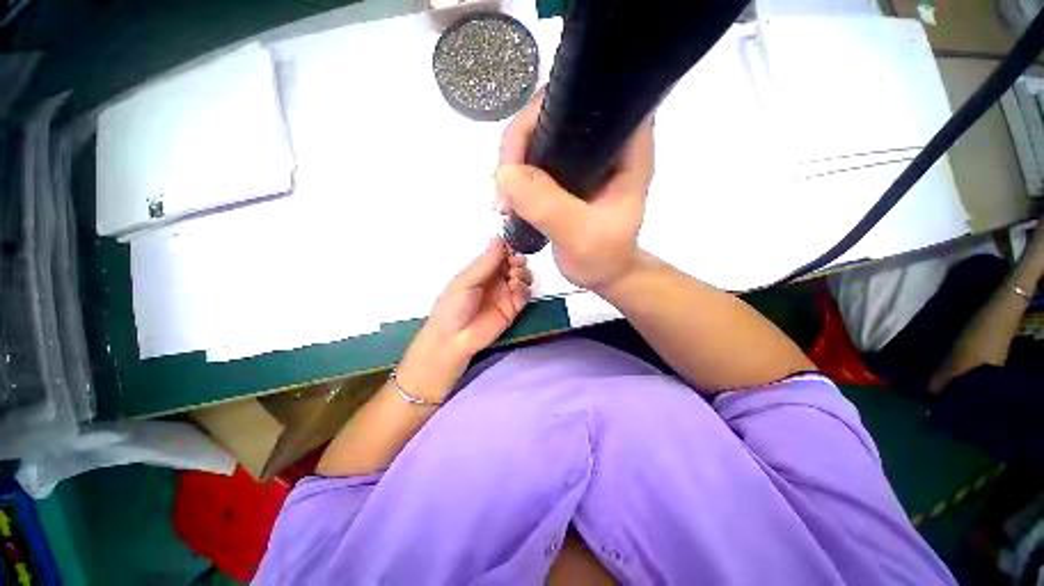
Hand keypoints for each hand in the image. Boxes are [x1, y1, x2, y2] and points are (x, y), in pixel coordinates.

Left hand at [398, 238, 532, 399]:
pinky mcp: (513, 308)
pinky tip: (516, 289)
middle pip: (514, 264)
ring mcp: (505, 294)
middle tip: (514, 265)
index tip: (511, 249)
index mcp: (482, 270)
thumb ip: (486, 262)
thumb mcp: (467, 280)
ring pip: (523, 277)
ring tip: (515, 277)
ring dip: (523, 273)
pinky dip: (525, 288)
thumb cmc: (454, 306)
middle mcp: (495, 280)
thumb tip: (499, 238)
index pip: (500, 254)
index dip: (508, 249)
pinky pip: (525, 294)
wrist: (454, 338)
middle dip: (518, 261)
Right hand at [494, 89, 654, 292]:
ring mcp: (580, 158)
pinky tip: (507, 199)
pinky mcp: (563, 174)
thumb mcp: (580, 235)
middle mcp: (601, 143)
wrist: (603, 274)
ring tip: (504, 201)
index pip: (586, 99)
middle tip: (504, 183)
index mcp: (624, 146)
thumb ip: (549, 206)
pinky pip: (531, 162)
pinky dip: (515, 177)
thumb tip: (506, 174)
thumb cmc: (604, 257)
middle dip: (520, 144)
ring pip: (536, 138)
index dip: (548, 110)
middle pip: (551, 115)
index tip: (521, 148)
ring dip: (512, 164)